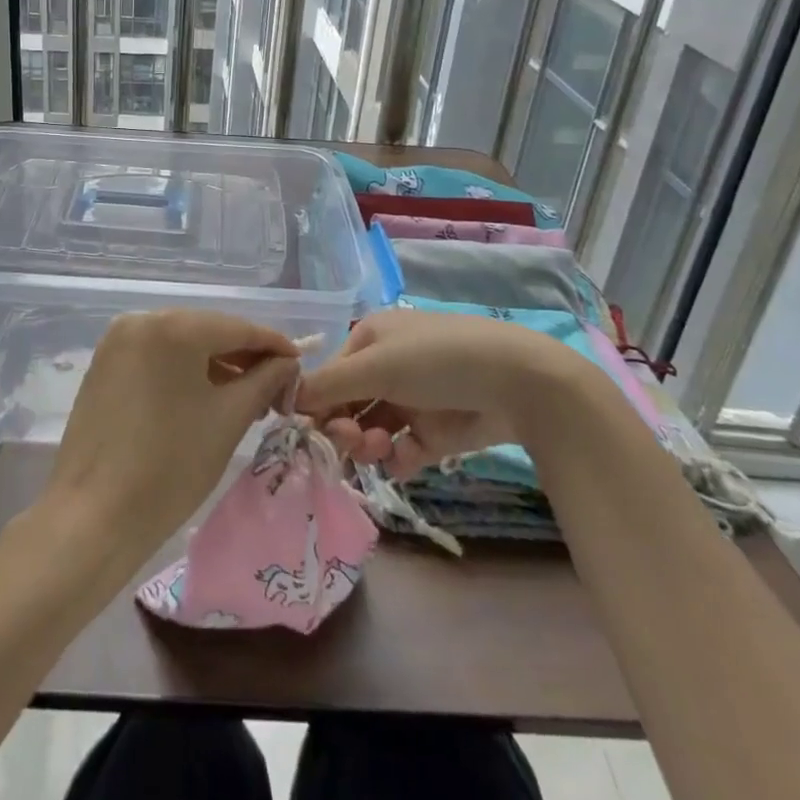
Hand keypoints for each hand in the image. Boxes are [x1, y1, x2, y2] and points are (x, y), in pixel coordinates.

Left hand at [44, 310, 301, 570]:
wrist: (93, 516)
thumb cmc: (170, 467)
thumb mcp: (228, 420)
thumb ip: (264, 381)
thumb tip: (287, 363)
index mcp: (174, 326)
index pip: (237, 327)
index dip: (274, 345)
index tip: (300, 363)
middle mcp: (142, 319)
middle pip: (207, 330)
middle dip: (243, 356)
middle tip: (276, 387)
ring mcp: (118, 340)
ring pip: (181, 343)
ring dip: (214, 364)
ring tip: (246, 397)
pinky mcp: (104, 363)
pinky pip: (156, 356)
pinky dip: (183, 370)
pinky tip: (205, 396)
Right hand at [295, 308, 593, 475]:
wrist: (516, 382)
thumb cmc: (437, 359)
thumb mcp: (377, 365)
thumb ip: (329, 385)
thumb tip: (284, 398)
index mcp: (370, 340)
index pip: (329, 376)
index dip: (317, 404)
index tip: (310, 432)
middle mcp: (386, 368)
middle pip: (347, 405)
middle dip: (342, 427)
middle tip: (350, 443)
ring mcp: (411, 401)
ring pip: (370, 430)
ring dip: (366, 444)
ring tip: (379, 449)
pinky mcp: (434, 432)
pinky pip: (400, 450)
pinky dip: (395, 458)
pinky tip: (402, 458)